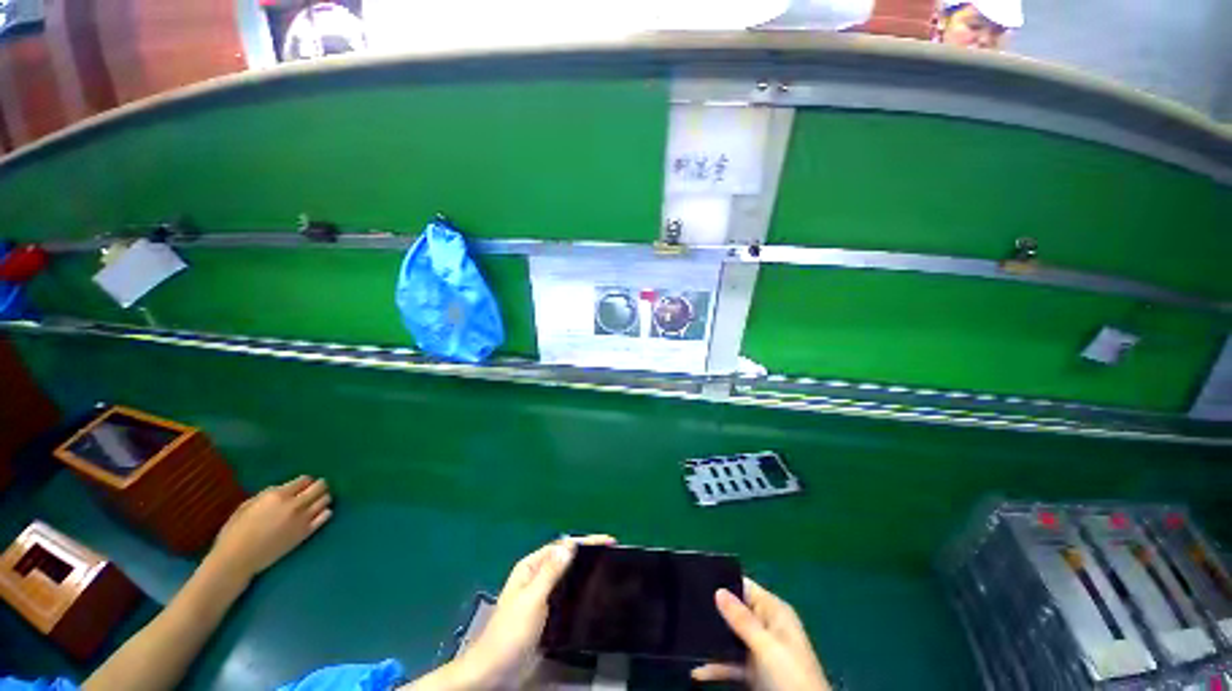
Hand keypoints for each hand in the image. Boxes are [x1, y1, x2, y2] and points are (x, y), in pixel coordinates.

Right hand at [207, 476, 332, 580]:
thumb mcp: (247, 505)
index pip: (305, 480)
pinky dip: (325, 512)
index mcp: (277, 496)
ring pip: (326, 499)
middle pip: (320, 487)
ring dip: (322, 498)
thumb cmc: (234, 532)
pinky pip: (326, 516)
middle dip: (319, 486)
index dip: (304, 482)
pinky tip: (318, 514)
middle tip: (314, 490)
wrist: (236, 560)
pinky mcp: (306, 533)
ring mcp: (302, 519)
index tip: (302, 486)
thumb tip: (284, 489)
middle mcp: (293, 504)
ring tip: (316, 502)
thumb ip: (268, 494)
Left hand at [449, 534, 615, 688]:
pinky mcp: (544, 612)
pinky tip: (591, 592)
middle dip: (587, 553)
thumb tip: (570, 544)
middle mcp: (535, 576)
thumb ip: (550, 572)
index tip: (608, 541)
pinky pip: (565, 592)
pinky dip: (578, 587)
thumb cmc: (511, 632)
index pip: (562, 545)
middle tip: (611, 554)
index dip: (585, 541)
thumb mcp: (532, 599)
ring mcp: (539, 594)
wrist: (494, 671)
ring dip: (584, 569)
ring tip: (606, 569)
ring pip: (566, 574)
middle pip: (565, 557)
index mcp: (530, 567)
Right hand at [692, 578, 830, 690]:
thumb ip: (741, 619)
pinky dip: (716, 666)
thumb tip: (718, 589)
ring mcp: (760, 651)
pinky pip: (731, 662)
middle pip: (735, 612)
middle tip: (685, 608)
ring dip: (712, 641)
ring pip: (730, 638)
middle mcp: (766, 627)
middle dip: (714, 613)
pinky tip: (698, 670)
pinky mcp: (754, 672)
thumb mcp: (766, 646)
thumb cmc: (790, 676)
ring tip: (686, 637)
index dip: (723, 583)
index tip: (695, 580)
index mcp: (774, 612)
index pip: (745, 588)